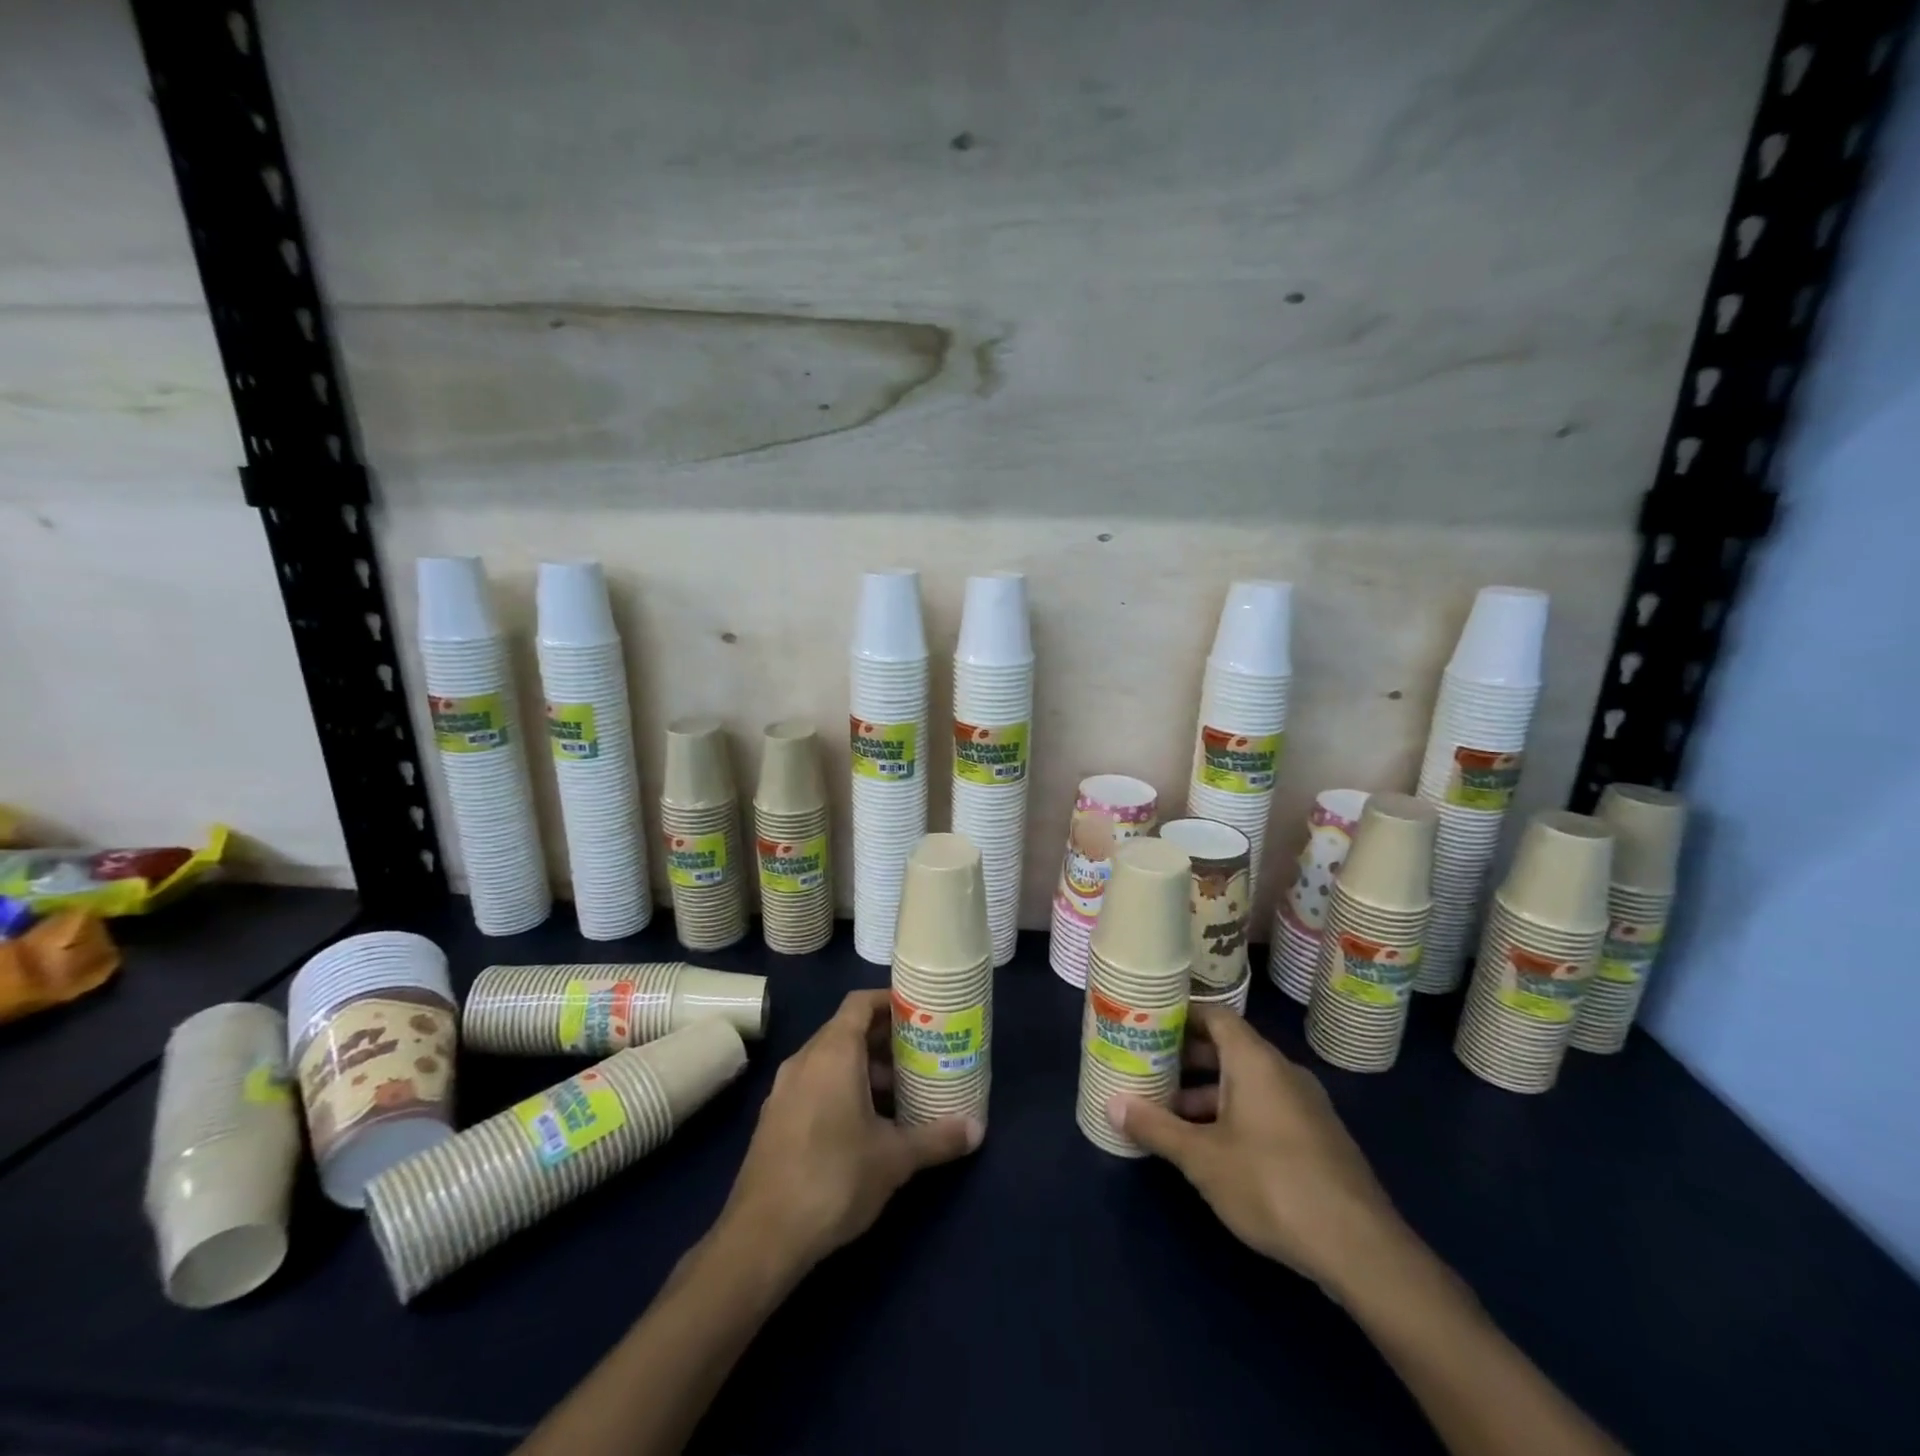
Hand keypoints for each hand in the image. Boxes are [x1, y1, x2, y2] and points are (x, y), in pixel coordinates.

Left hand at [718, 989, 983, 1274]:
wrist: (762, 1237)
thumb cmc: (834, 1179)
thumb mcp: (894, 1159)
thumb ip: (937, 1138)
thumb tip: (978, 1129)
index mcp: (833, 1053)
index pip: (860, 1003)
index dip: (890, 1001)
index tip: (921, 1013)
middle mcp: (805, 1060)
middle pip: (847, 1029)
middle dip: (885, 1039)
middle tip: (922, 1053)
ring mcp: (785, 1089)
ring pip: (830, 1059)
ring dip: (864, 1067)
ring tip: (901, 1091)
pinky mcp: (775, 1118)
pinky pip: (815, 1083)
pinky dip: (842, 1087)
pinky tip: (866, 1123)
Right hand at [1109, 1004, 1408, 1293]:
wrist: (1361, 1248)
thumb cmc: (1271, 1184)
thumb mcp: (1202, 1158)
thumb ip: (1156, 1127)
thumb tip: (1111, 1104)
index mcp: (1255, 1061)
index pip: (1214, 1015)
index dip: (1181, 1015)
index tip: (1149, 1023)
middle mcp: (1282, 1071)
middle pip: (1229, 1048)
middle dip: (1187, 1058)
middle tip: (1149, 1069)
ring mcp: (1305, 1105)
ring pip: (1247, 1082)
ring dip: (1209, 1092)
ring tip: (1171, 1115)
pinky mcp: (1318, 1138)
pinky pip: (1267, 1107)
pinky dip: (1235, 1113)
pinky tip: (1214, 1149)